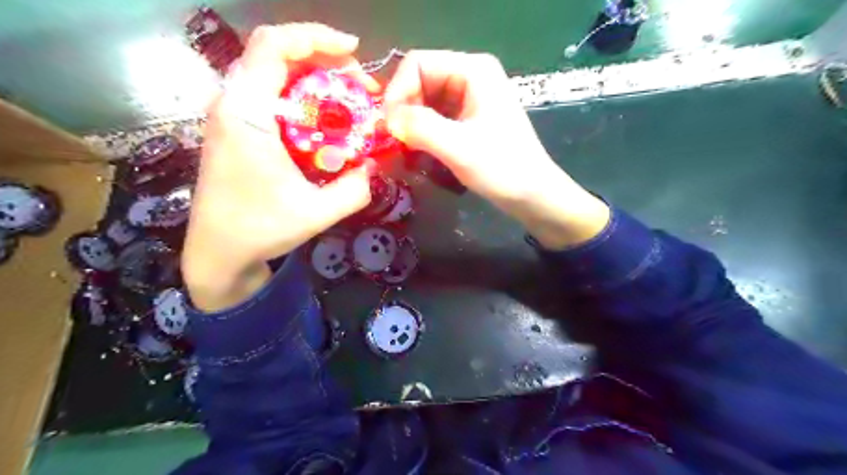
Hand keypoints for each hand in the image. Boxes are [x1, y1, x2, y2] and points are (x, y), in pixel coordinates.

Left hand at [186, 22, 377, 311]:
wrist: (217, 252)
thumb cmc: (260, 230)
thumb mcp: (318, 213)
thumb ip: (354, 189)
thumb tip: (374, 165)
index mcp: (246, 115)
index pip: (273, 46)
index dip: (315, 37)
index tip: (353, 52)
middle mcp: (232, 104)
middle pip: (276, 54)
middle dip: (324, 60)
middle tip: (359, 87)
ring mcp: (229, 115)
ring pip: (272, 72)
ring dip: (313, 77)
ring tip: (347, 100)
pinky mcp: (234, 128)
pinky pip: (270, 94)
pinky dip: (301, 96)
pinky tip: (323, 119)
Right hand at [385, 51, 609, 249]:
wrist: (532, 195)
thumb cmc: (502, 168)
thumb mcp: (458, 147)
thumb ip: (419, 127)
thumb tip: (387, 119)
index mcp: (473, 70)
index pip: (417, 63)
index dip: (398, 91)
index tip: (390, 126)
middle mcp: (471, 76)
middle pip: (420, 80)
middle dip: (404, 109)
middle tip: (397, 141)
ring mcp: (470, 97)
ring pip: (425, 100)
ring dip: (412, 123)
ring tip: (408, 148)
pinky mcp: (469, 117)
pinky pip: (435, 116)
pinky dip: (423, 131)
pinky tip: (421, 150)